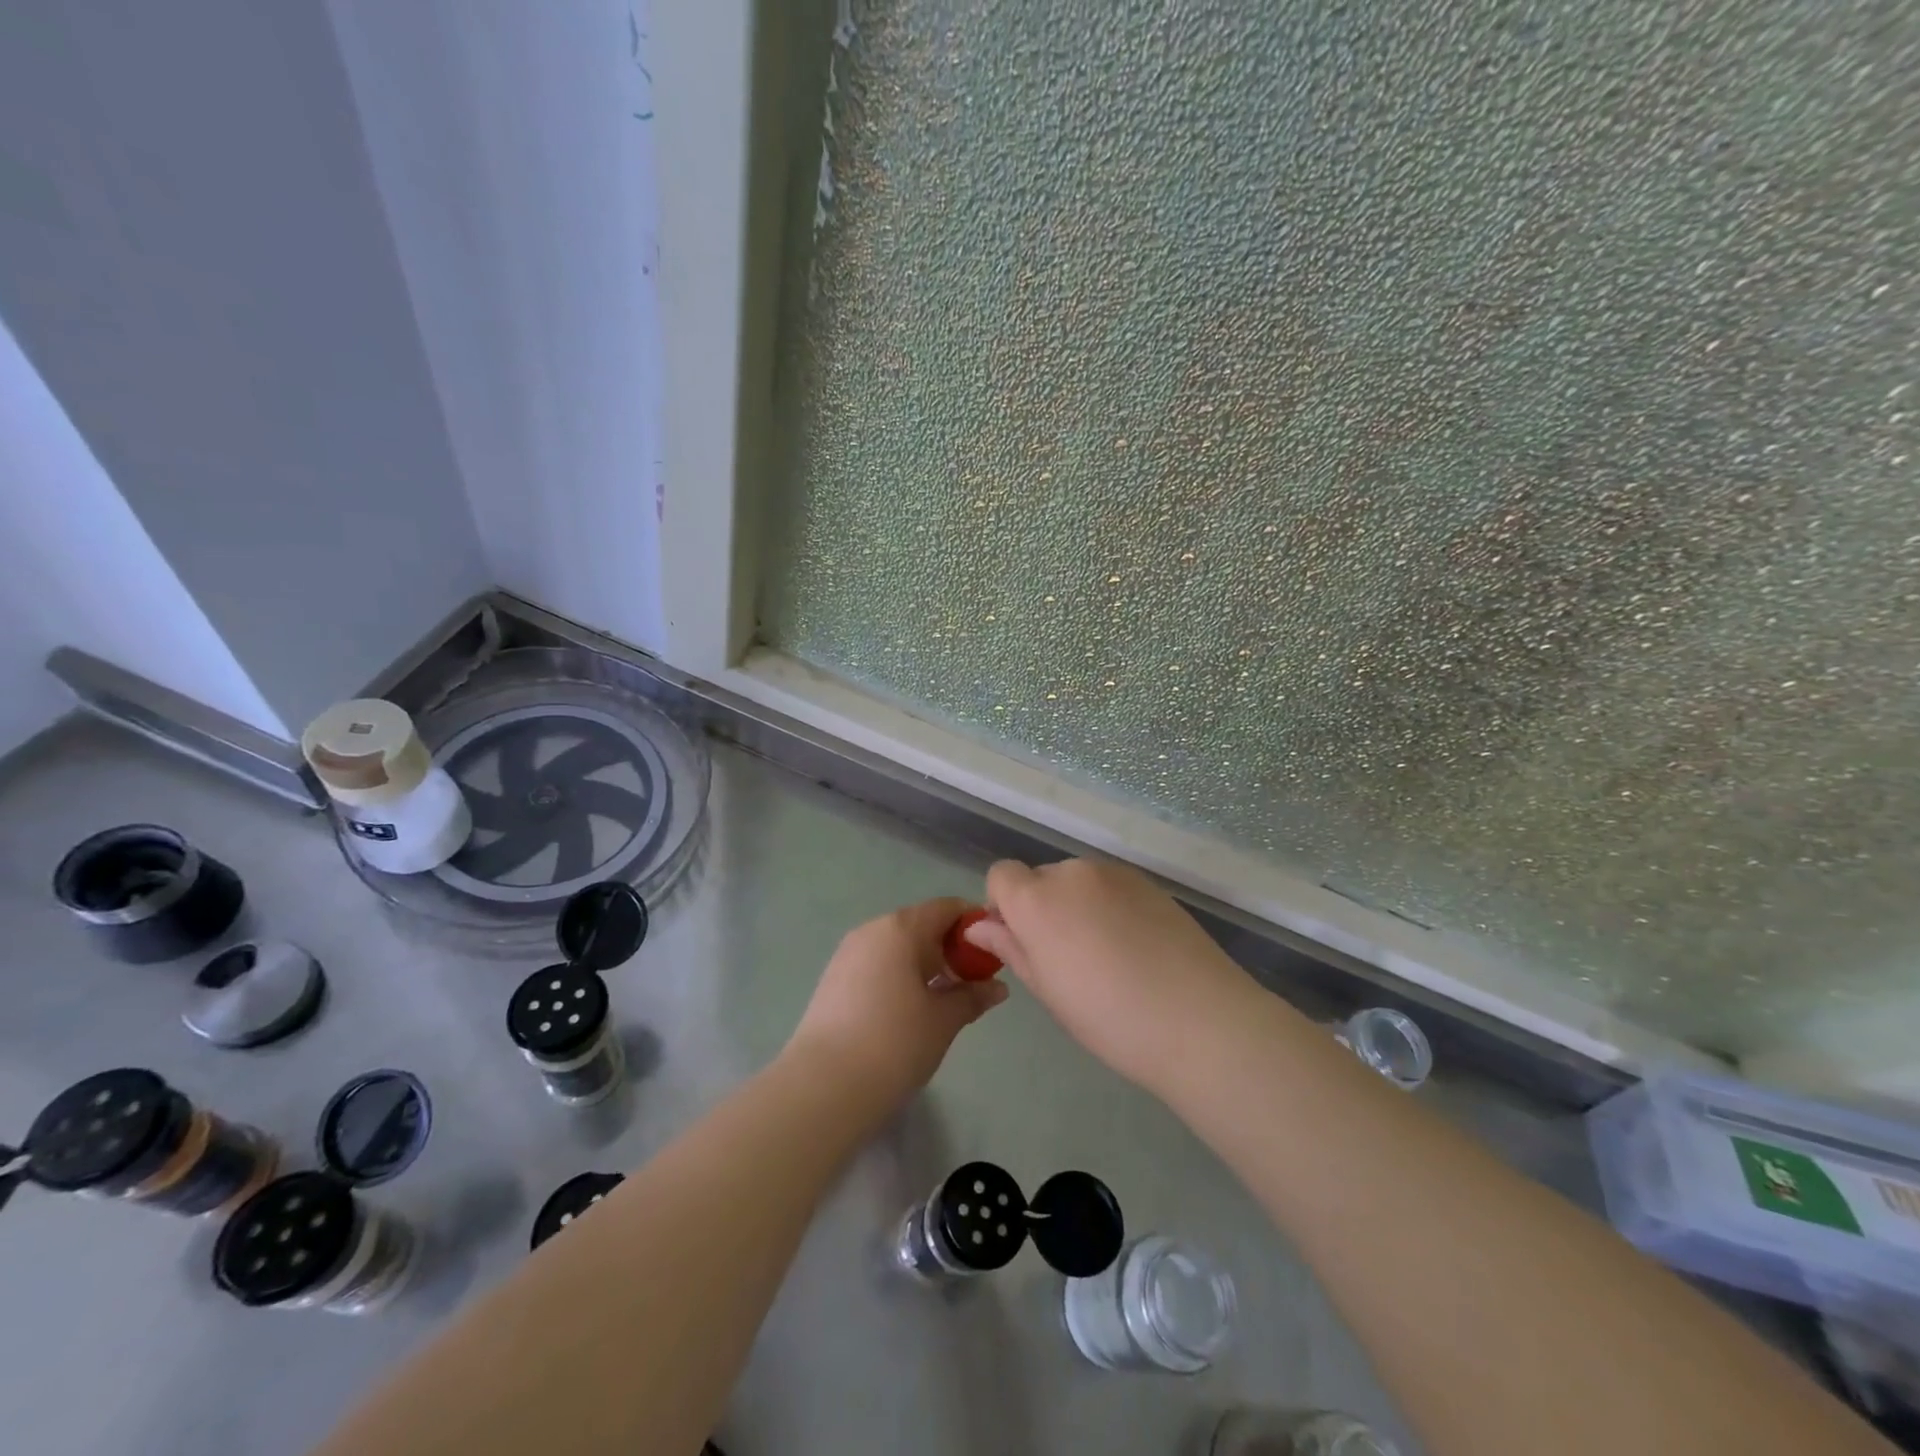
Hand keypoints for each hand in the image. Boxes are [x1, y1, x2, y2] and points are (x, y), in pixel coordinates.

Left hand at [786, 897, 1007, 1115]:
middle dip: (951, 950)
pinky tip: (911, 1012)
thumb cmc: (894, 1043)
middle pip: (921, 926)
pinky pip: (878, 965)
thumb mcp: (944, 1020)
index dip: (974, 926)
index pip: (947, 908)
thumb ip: (973, 996)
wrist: (823, 1087)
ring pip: (898, 948)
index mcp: (901, 928)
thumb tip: (998, 987)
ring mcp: (848, 954)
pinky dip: (900, 978)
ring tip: (944, 1002)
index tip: (993, 953)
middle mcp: (872, 930)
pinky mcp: (834, 980)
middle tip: (974, 984)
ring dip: (925, 966)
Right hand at [963, 858, 1259, 1094]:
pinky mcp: (1150, 883)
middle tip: (1067, 959)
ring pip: (1078, 883)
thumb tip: (980, 926)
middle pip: (1041, 878)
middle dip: (1042, 908)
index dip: (1003, 906)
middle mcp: (1073, 873)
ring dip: (1078, 907)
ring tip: (1108, 957)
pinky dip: (1111, 908)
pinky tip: (1137, 949)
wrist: (1200, 1021)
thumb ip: (1011, 948)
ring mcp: (1116, 874)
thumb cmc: (1109, 1018)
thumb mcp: (1048, 990)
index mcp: (1038, 899)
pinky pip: (1112, 888)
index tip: (1022, 943)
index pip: (1001, 875)